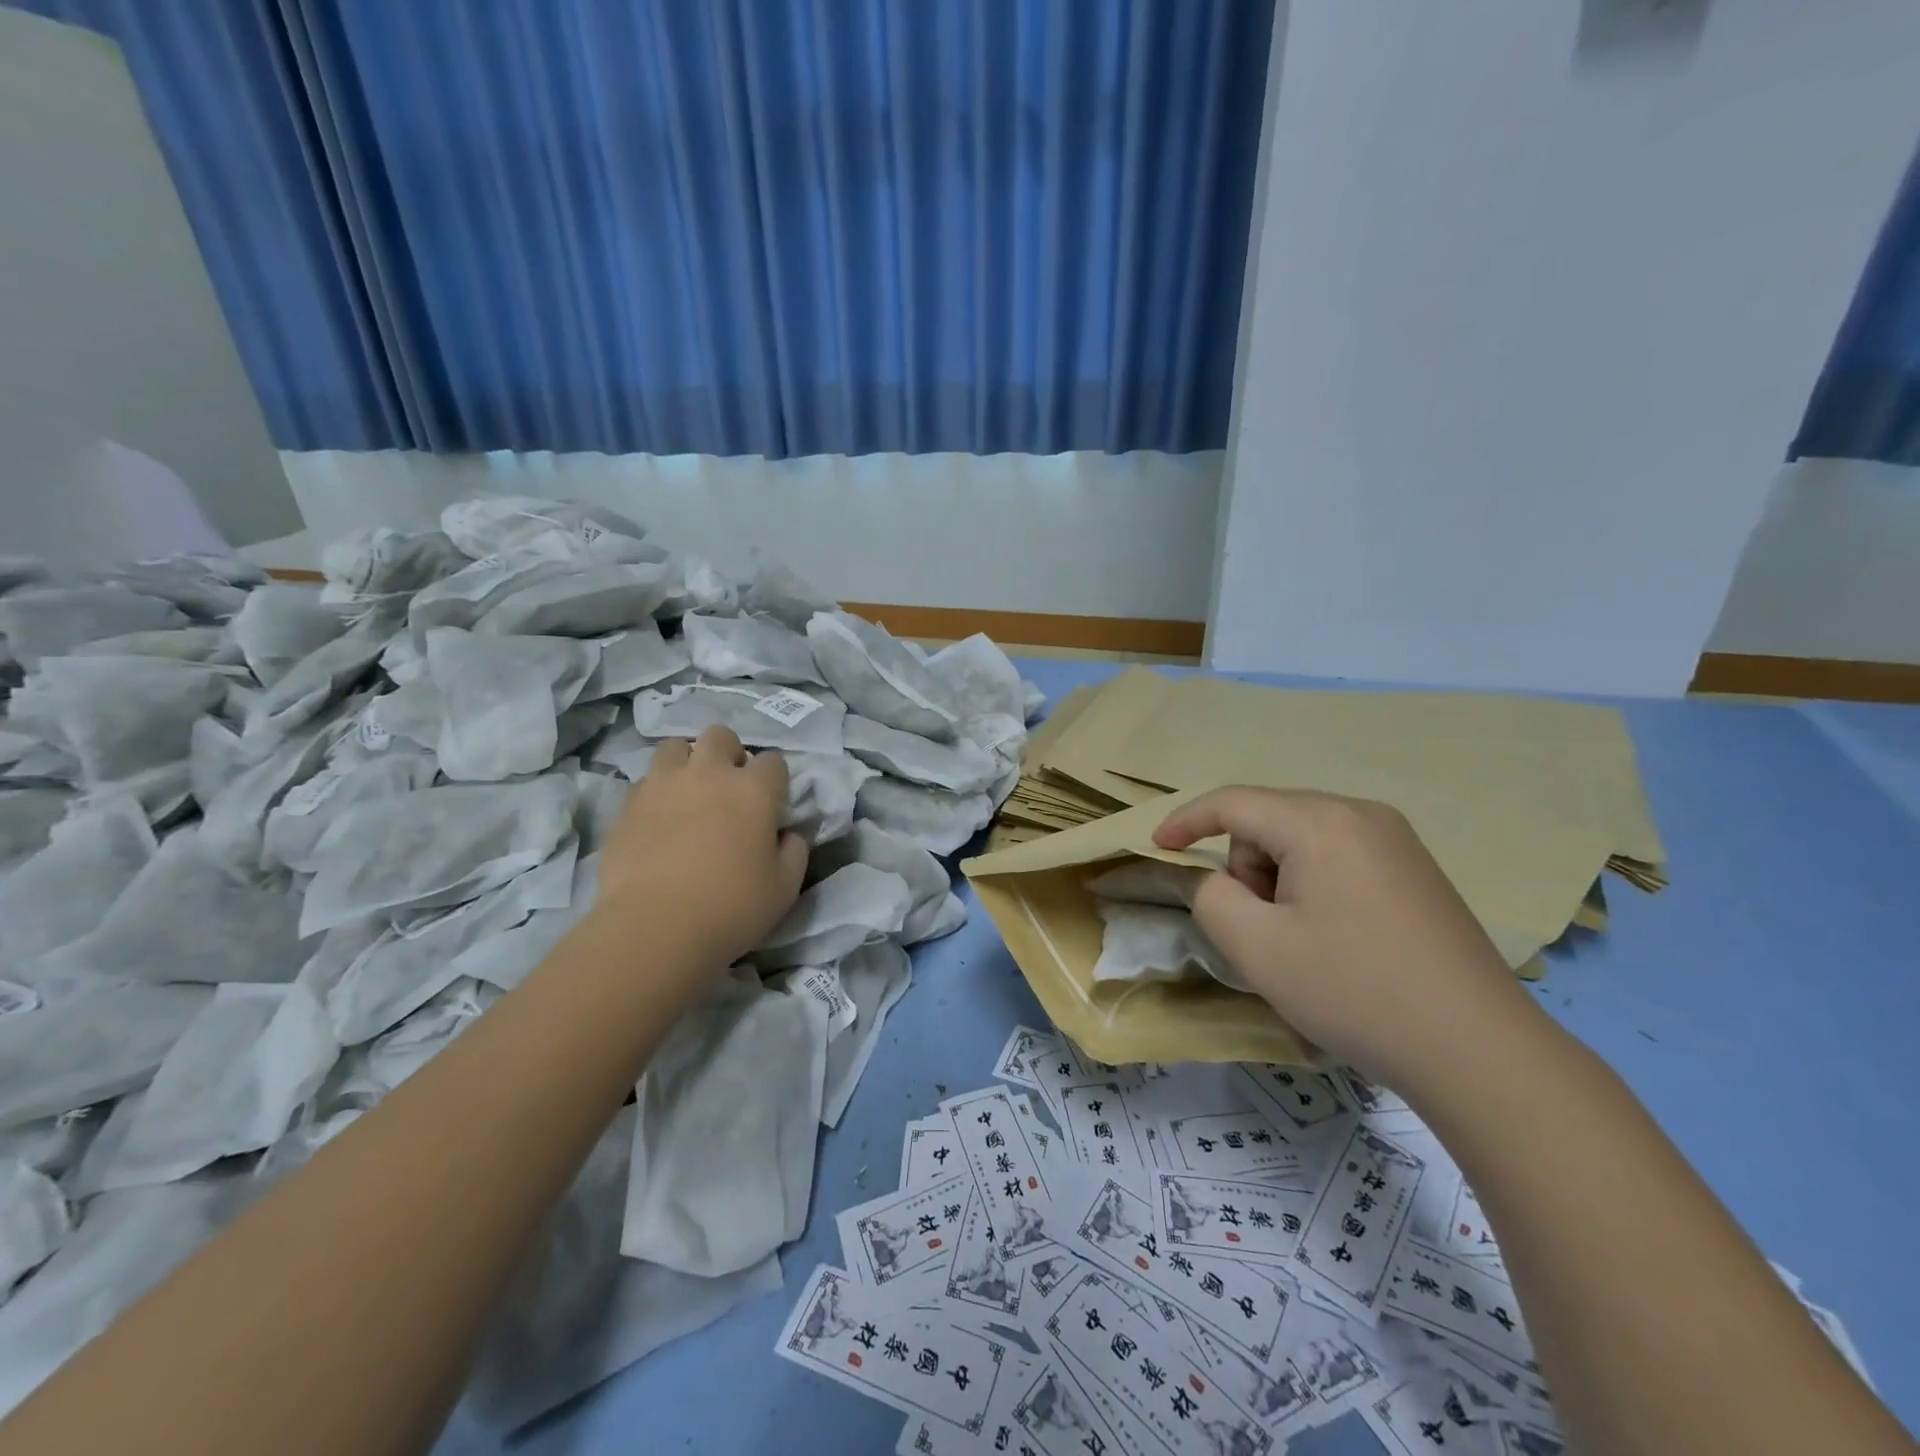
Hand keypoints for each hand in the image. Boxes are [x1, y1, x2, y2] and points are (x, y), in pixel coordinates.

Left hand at [592, 725, 807, 969]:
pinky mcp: (628, 804)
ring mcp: (663, 784)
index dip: (774, 781)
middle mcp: (709, 773)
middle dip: (728, 754)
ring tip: (688, 793)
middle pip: (721, 736)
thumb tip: (788, 834)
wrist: (656, 928)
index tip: (770, 805)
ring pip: (676, 747)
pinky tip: (658, 819)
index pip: (773, 761)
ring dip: (687, 763)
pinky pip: (646, 780)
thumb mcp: (785, 888)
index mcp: (754, 790)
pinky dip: (656, 791)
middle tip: (728, 789)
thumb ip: (794, 851)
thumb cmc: (732, 908)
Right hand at [1154, 787, 1544, 1088]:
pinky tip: (1339, 939)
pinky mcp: (1417, 870)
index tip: (1157, 847)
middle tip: (1264, 928)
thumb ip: (1210, 897)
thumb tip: (1217, 880)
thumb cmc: (1354, 990)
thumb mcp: (1257, 947)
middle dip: (1248, 867)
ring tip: (1304, 940)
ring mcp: (1397, 840)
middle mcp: (1361, 814)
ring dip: (1281, 880)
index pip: (1232, 802)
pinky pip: (1340, 857)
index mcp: (1320, 822)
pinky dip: (1316, 886)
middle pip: (1269, 821)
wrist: (1479, 1051)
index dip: (1186, 821)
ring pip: (1303, 840)